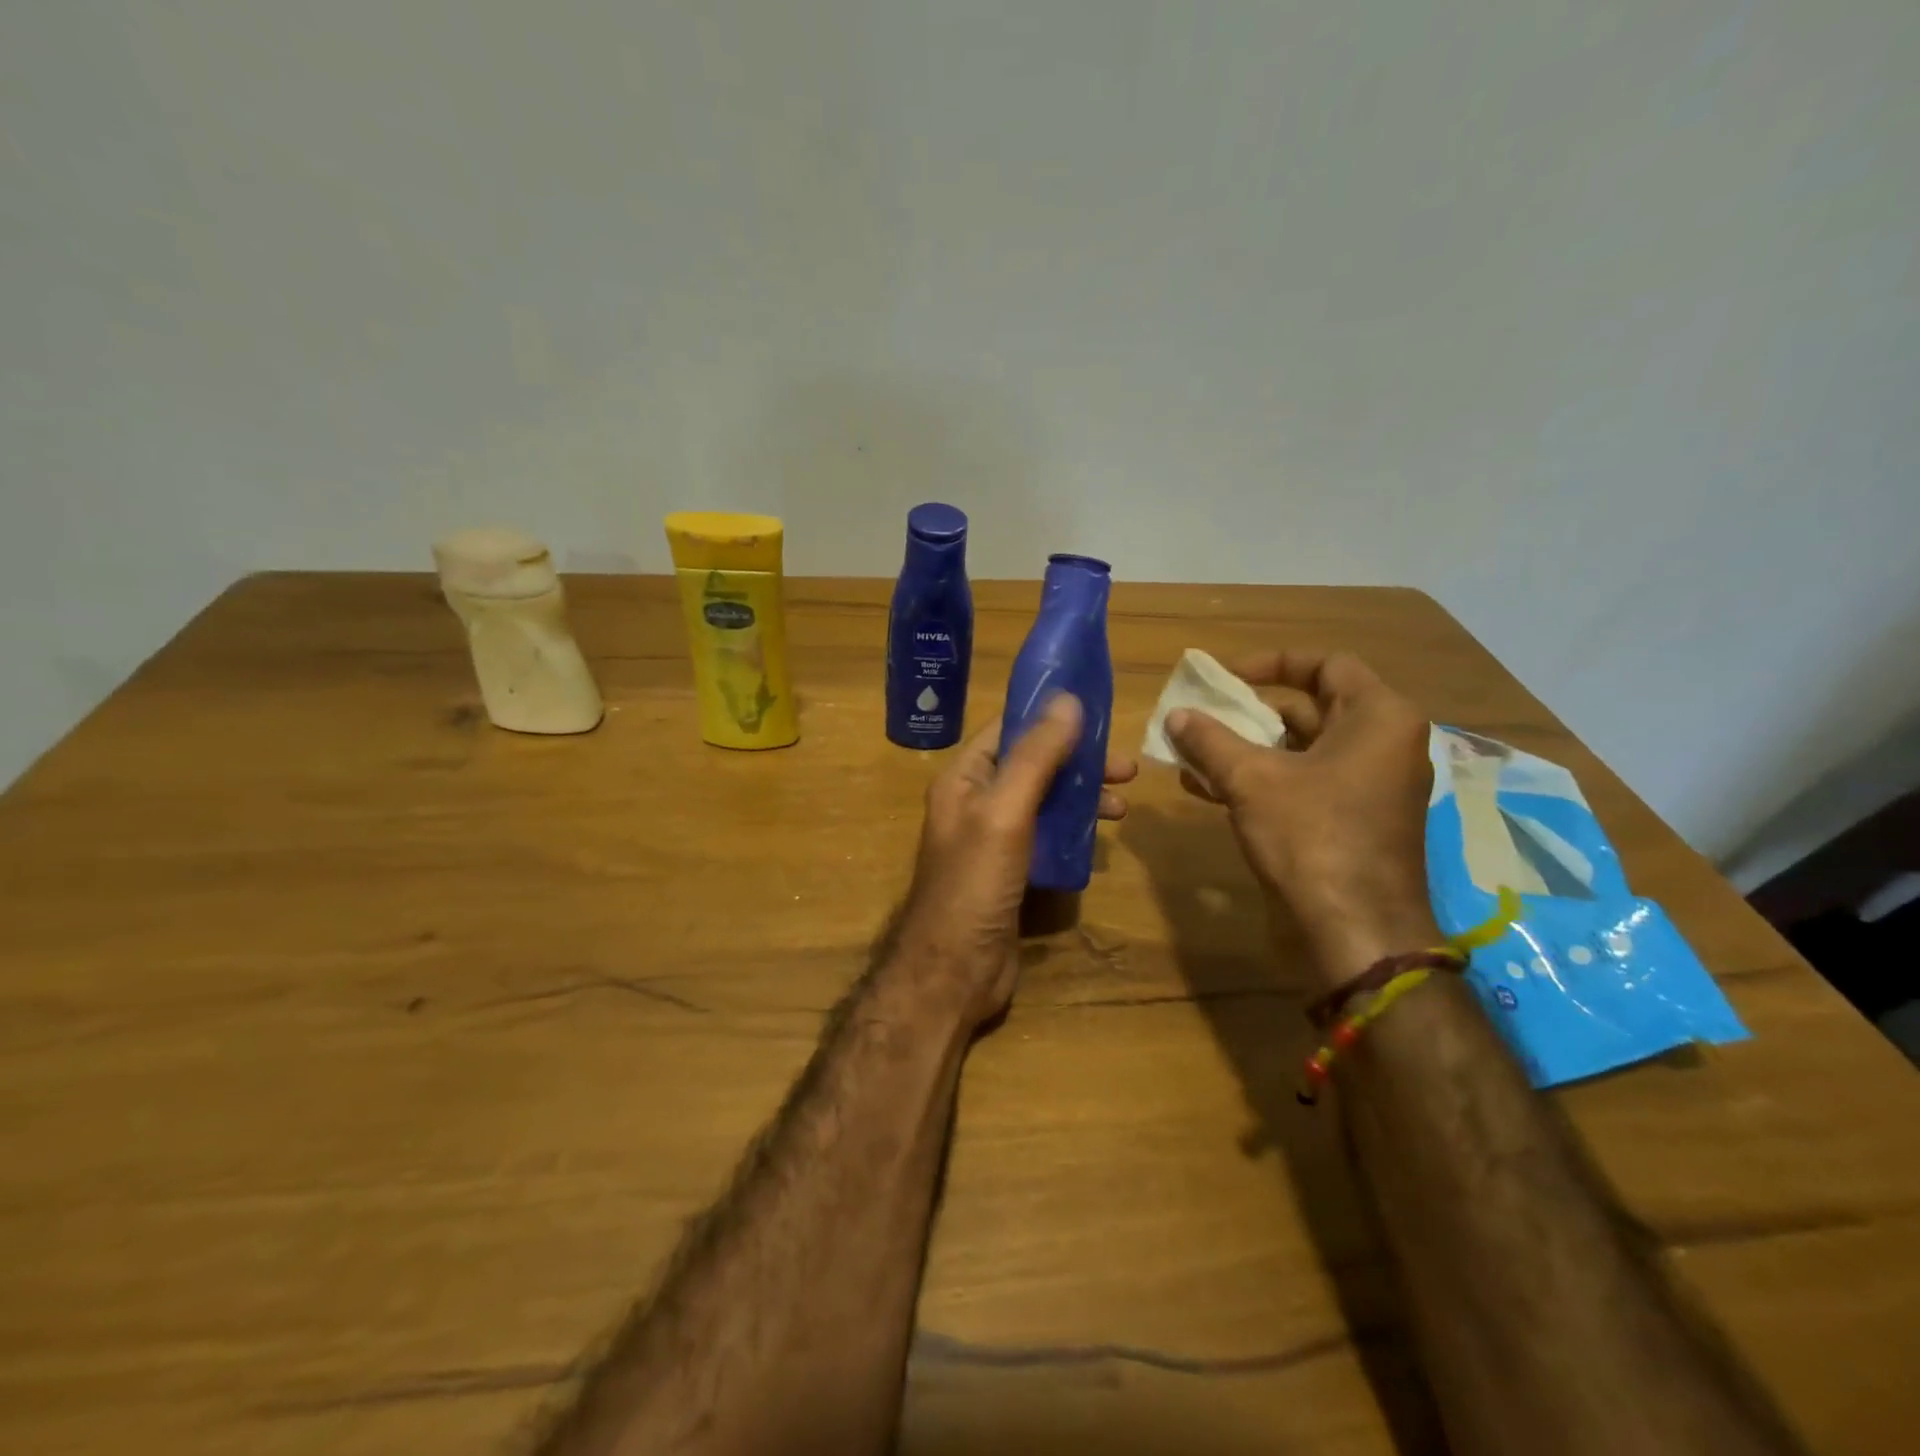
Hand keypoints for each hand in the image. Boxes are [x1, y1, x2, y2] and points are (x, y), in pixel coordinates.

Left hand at [892, 696, 1136, 1027]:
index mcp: (964, 779)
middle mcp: (977, 802)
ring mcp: (994, 839)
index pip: (1008, 730)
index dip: (1048, 717)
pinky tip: (1102, 839)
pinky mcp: (1012, 872)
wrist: (955, 970)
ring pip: (1044, 802)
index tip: (1096, 713)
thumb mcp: (1005, 810)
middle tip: (1127, 769)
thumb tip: (1068, 699)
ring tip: (1122, 807)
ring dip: (1082, 797)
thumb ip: (1036, 756)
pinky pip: (1047, 837)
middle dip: (1078, 762)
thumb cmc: (975, 883)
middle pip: (1033, 766)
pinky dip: (1075, 831)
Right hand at [1166, 651, 1438, 993]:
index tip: (1227, 677)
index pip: (1327, 665)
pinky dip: (1262, 779)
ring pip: (1302, 750)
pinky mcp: (1353, 820)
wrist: (1355, 931)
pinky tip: (1208, 789)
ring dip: (1247, 748)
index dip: (1272, 663)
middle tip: (1204, 716)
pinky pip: (1304, 782)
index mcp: (1378, 718)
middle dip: (1250, 712)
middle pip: (1311, 708)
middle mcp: (1383, 744)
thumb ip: (1210, 740)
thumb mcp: (1251, 780)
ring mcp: (1370, 785)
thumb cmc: (1312, 837)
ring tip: (1193, 753)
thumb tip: (1176, 715)